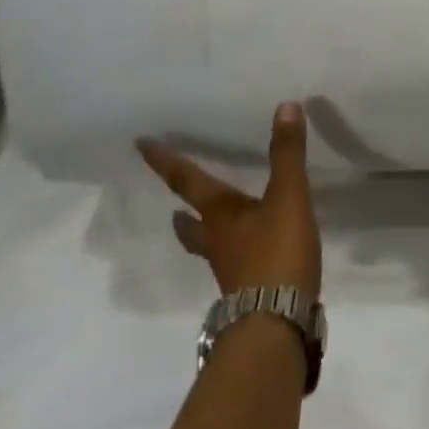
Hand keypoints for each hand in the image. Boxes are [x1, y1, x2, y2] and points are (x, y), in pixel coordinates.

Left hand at [138, 102, 322, 297]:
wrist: (276, 323)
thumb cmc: (276, 254)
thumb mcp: (288, 197)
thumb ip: (287, 154)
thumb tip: (285, 106)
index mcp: (220, 215)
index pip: (187, 181)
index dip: (166, 162)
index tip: (141, 146)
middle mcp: (218, 240)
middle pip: (191, 224)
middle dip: (182, 213)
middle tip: (172, 209)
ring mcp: (230, 269)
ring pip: (210, 246)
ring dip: (203, 235)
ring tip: (206, 227)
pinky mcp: (249, 289)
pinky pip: (235, 263)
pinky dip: (236, 251)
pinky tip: (252, 251)